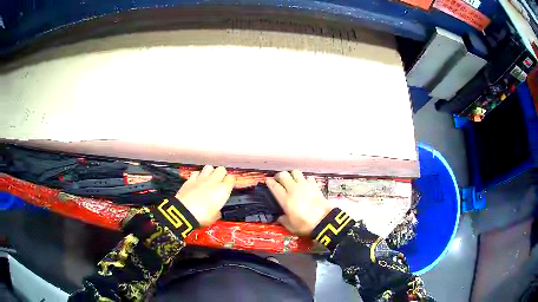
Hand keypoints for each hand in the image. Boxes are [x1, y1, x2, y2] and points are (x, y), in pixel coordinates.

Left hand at [175, 165, 234, 226]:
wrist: (184, 211)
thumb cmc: (203, 216)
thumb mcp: (215, 217)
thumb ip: (217, 211)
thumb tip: (216, 210)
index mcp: (223, 189)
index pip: (232, 178)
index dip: (230, 182)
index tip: (228, 187)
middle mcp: (214, 180)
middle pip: (221, 169)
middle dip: (221, 174)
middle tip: (219, 182)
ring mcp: (201, 178)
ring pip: (209, 167)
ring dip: (210, 172)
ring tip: (208, 179)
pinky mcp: (190, 179)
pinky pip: (196, 172)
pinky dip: (197, 176)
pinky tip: (196, 181)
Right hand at [266, 170, 331, 235]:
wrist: (325, 222)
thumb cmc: (305, 225)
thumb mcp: (290, 226)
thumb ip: (283, 220)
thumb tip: (280, 216)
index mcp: (285, 199)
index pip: (274, 186)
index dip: (269, 182)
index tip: (267, 181)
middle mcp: (294, 189)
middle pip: (283, 175)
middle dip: (279, 176)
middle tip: (278, 180)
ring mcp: (305, 186)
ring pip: (295, 172)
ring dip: (292, 175)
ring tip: (292, 180)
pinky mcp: (315, 186)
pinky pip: (308, 177)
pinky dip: (305, 179)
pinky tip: (305, 184)